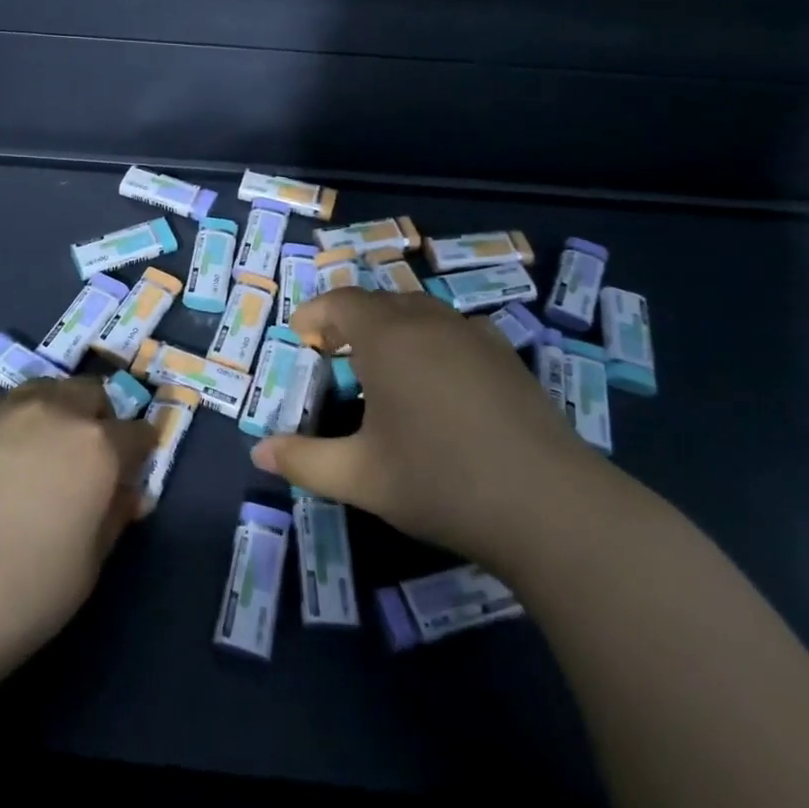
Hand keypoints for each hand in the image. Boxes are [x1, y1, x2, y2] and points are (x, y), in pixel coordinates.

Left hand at [0, 378, 155, 670]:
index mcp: (98, 447)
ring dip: (55, 408)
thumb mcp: (89, 564)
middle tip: (86, 452)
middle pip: (91, 393)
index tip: (134, 466)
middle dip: (98, 416)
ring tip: (40, 444)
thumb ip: (114, 516)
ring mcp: (6, 409)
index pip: (137, 432)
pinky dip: (9, 417)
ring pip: (45, 389)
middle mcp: (57, 412)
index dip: (141, 449)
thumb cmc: (25, 592)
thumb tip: (128, 493)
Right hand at [251, 288, 608, 567]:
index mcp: (388, 338)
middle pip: (381, 300)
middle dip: (351, 318)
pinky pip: (457, 330)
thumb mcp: (360, 477)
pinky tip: (439, 379)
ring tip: (383, 363)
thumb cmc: (440, 481)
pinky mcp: (508, 359)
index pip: (341, 302)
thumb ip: (304, 461)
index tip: (301, 336)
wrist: (549, 507)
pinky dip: (433, 339)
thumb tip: (258, 453)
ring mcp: (475, 336)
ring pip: (421, 311)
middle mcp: (429, 322)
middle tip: (334, 351)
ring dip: (393, 326)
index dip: (316, 313)